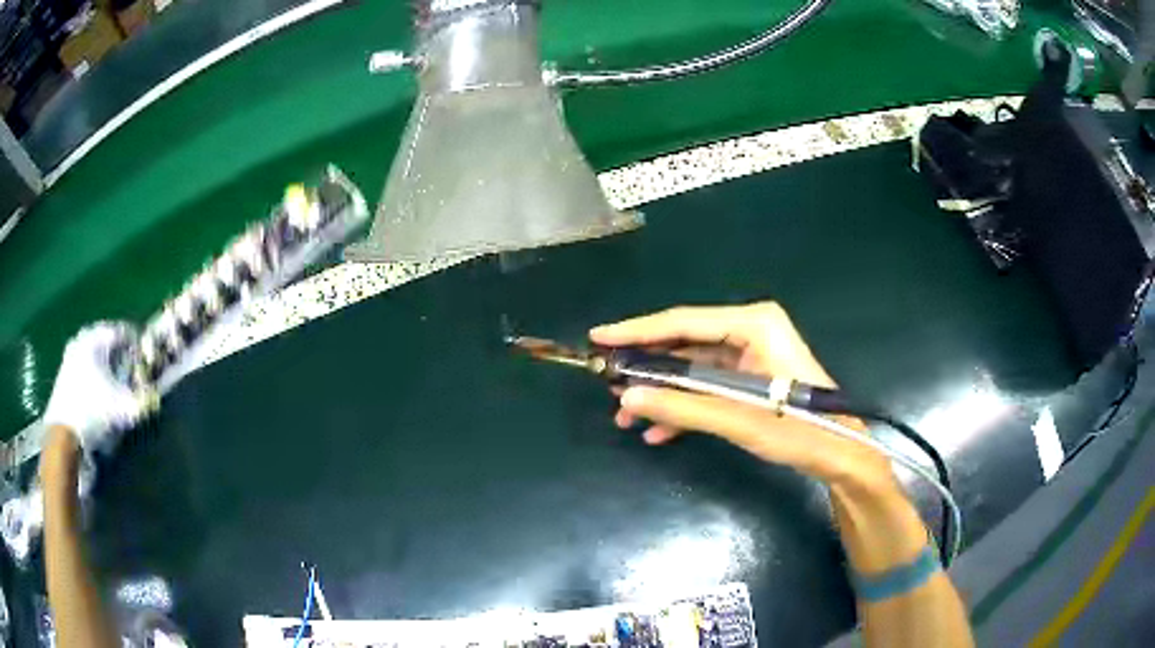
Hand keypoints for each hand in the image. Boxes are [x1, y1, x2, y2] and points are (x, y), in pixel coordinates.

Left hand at [42, 322, 156, 454]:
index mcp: (95, 338)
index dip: (135, 343)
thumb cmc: (92, 410)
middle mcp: (82, 339)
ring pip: (93, 352)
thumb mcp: (120, 408)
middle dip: (119, 353)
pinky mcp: (64, 372)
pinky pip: (84, 364)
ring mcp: (70, 355)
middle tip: (130, 367)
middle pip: (105, 340)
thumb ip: (140, 402)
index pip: (121, 332)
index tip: (145, 356)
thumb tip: (156, 398)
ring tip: (115, 381)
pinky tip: (99, 390)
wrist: (64, 430)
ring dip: (105, 364)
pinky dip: (94, 373)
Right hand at [590, 303, 892, 488]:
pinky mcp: (749, 377)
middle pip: (684, 343)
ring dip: (661, 392)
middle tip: (607, 382)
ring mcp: (749, 354)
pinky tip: (658, 431)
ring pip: (691, 368)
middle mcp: (749, 330)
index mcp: (752, 324)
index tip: (597, 337)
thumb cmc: (799, 429)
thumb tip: (627, 398)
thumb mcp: (738, 419)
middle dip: (646, 367)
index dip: (636, 331)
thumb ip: (682, 407)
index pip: (682, 322)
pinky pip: (706, 385)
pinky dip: (683, 405)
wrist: (839, 452)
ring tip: (626, 415)